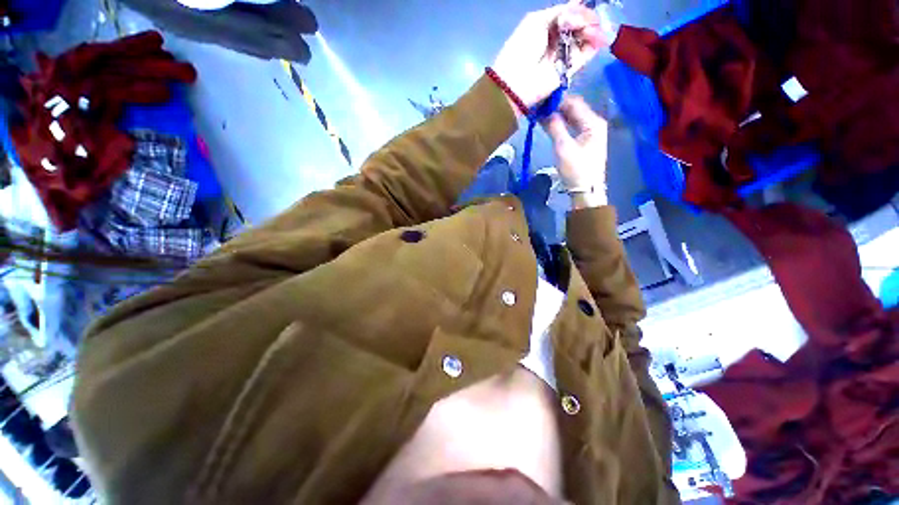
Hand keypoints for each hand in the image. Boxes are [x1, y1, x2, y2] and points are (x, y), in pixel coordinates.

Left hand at [492, 2, 605, 113]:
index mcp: (547, 26)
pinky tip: (596, 38)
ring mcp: (565, 54)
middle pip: (580, 23)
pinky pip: (587, 52)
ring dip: (591, 30)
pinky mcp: (571, 69)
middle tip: (584, 23)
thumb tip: (578, 6)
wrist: (517, 82)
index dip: (580, 10)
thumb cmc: (522, 48)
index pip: (570, 13)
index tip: (584, 6)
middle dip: (586, 19)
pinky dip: (594, 43)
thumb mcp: (536, 21)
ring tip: (589, 31)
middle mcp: (558, 38)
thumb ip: (559, 12)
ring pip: (586, 36)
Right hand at [543, 96, 608, 207]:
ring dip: (558, 115)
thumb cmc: (575, 169)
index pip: (574, 102)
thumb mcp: (563, 147)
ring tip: (541, 114)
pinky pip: (572, 125)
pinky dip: (561, 123)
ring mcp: (591, 131)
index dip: (557, 100)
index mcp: (593, 122)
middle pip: (574, 108)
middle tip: (538, 107)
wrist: (585, 190)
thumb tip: (544, 112)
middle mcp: (594, 123)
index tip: (540, 100)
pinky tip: (550, 124)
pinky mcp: (586, 140)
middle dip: (556, 106)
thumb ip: (554, 127)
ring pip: (573, 117)